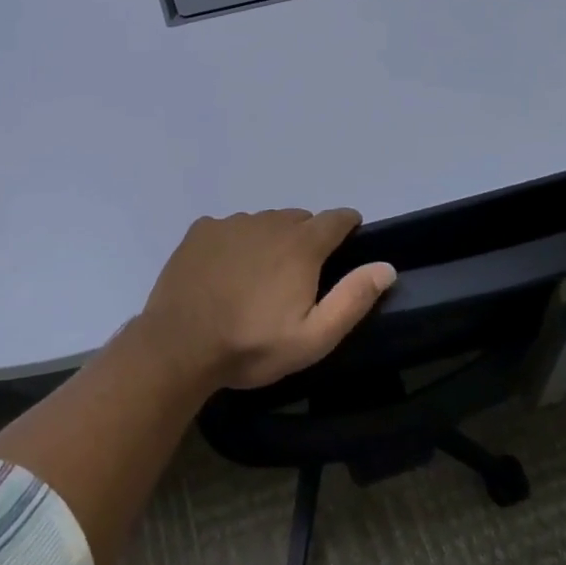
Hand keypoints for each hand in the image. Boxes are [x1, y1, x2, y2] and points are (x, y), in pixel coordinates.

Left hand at [135, 209, 396, 391]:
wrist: (179, 345)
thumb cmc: (252, 345)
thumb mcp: (313, 338)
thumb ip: (352, 299)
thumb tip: (386, 266)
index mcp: (300, 245)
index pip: (336, 218)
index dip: (347, 226)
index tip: (348, 241)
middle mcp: (268, 222)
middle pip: (299, 219)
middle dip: (306, 239)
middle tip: (298, 276)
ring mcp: (231, 223)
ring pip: (264, 222)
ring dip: (270, 240)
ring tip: (259, 278)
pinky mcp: (201, 230)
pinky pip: (230, 228)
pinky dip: (236, 242)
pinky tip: (225, 272)